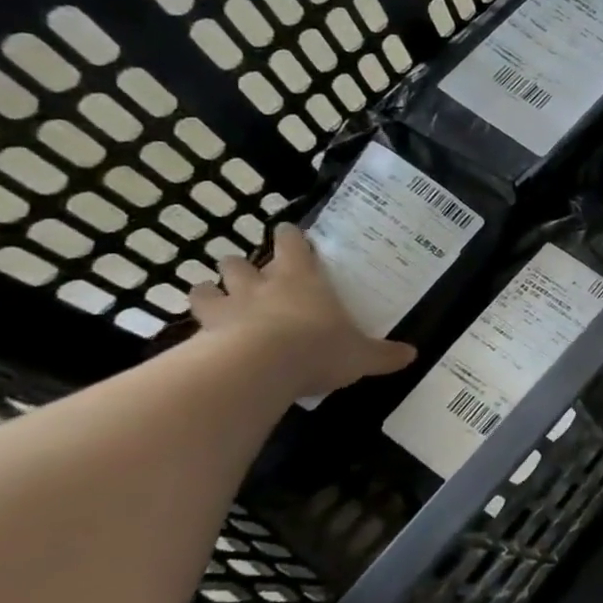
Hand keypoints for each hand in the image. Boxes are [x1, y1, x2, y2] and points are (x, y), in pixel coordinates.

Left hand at [189, 225, 415, 399]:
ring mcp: (225, 309)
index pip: (292, 243)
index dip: (289, 237)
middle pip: (238, 262)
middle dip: (239, 266)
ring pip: (206, 288)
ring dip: (209, 292)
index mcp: (302, 279)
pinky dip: (194, 332)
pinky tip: (200, 344)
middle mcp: (260, 286)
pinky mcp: (199, 336)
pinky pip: (190, 328)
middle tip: (247, 275)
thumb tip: (412, 354)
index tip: (287, 233)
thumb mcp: (361, 355)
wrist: (257, 369)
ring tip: (215, 301)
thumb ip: (383, 354)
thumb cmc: (317, 348)